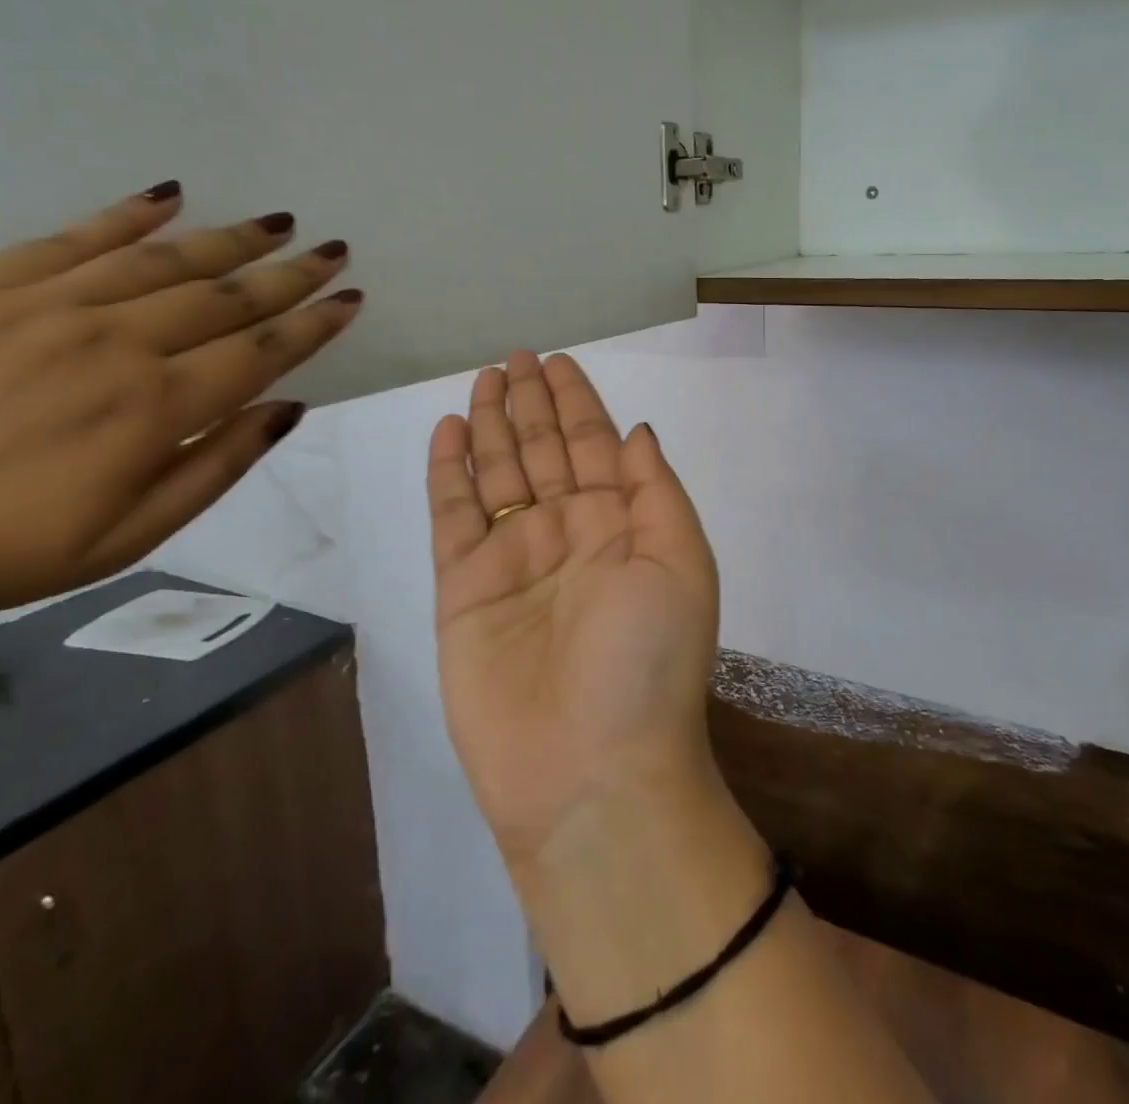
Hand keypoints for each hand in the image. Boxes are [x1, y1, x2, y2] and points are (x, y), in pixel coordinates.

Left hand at [0, 182, 362, 640]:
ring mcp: (48, 310)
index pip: (261, 352)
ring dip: (229, 239)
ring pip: (163, 260)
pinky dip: (125, 215)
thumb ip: (219, 464)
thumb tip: (290, 409)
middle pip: (225, 297)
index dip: (313, 324)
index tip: (350, 298)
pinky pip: (71, 239)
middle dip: (289, 273)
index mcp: (155, 408)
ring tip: (277, 222)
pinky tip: (168, 197)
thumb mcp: (132, 534)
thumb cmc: (2, 550)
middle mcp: (115, 344)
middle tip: (333, 248)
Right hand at [427, 352, 721, 877]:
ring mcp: (513, 558)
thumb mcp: (679, 563)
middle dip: (531, 403)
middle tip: (512, 357)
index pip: (594, 445)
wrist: (589, 772)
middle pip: (543, 450)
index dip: (577, 402)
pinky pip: (453, 515)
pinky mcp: (463, 588)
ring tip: (483, 380)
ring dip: (492, 425)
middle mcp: (567, 534)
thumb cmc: (646, 662)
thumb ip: (655, 491)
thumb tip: (638, 431)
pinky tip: (449, 432)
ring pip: (498, 473)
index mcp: (621, 525)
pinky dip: (449, 473)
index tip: (558, 362)